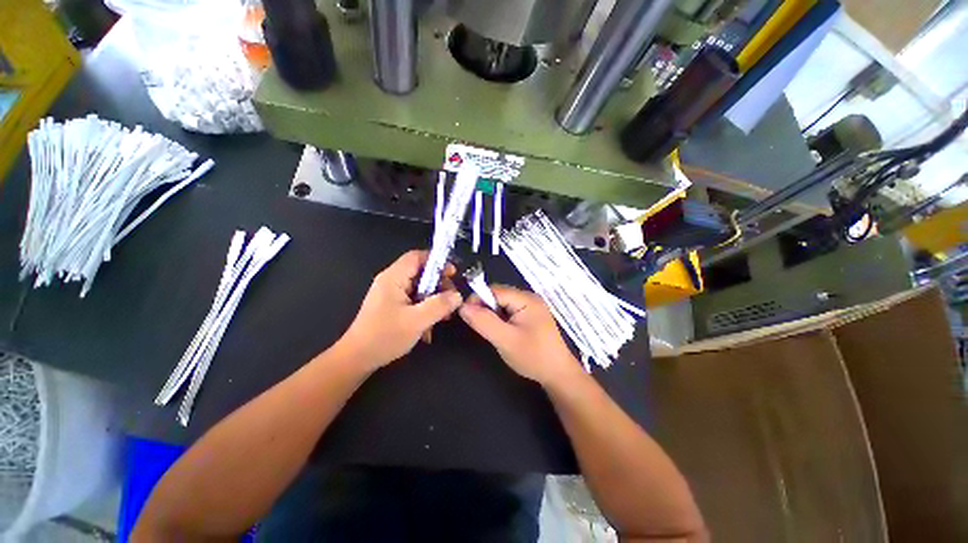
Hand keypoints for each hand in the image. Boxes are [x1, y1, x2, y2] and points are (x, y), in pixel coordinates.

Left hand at [339, 250, 462, 369]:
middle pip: (420, 273)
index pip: (417, 257)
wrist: (357, 359)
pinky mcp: (392, 306)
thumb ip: (439, 305)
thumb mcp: (416, 321)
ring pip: (419, 288)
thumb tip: (457, 295)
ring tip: (444, 315)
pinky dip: (425, 309)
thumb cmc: (385, 337)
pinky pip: (414, 300)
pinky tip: (430, 325)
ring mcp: (391, 294)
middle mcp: (391, 281)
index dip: (436, 261)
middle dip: (438, 284)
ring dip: (433, 300)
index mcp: (393, 278)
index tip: (452, 273)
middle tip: (451, 298)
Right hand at [459, 285, 581, 385]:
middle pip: (499, 295)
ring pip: (503, 304)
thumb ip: (484, 322)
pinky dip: (501, 319)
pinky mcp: (530, 316)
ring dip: (493, 314)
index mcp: (526, 299)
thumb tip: (463, 307)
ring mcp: (531, 307)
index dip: (478, 299)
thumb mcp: (505, 340)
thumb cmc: (533, 356)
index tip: (465, 314)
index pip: (495, 290)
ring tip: (490, 331)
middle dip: (485, 307)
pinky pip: (509, 311)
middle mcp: (529, 298)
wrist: (558, 374)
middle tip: (478, 326)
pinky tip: (501, 332)